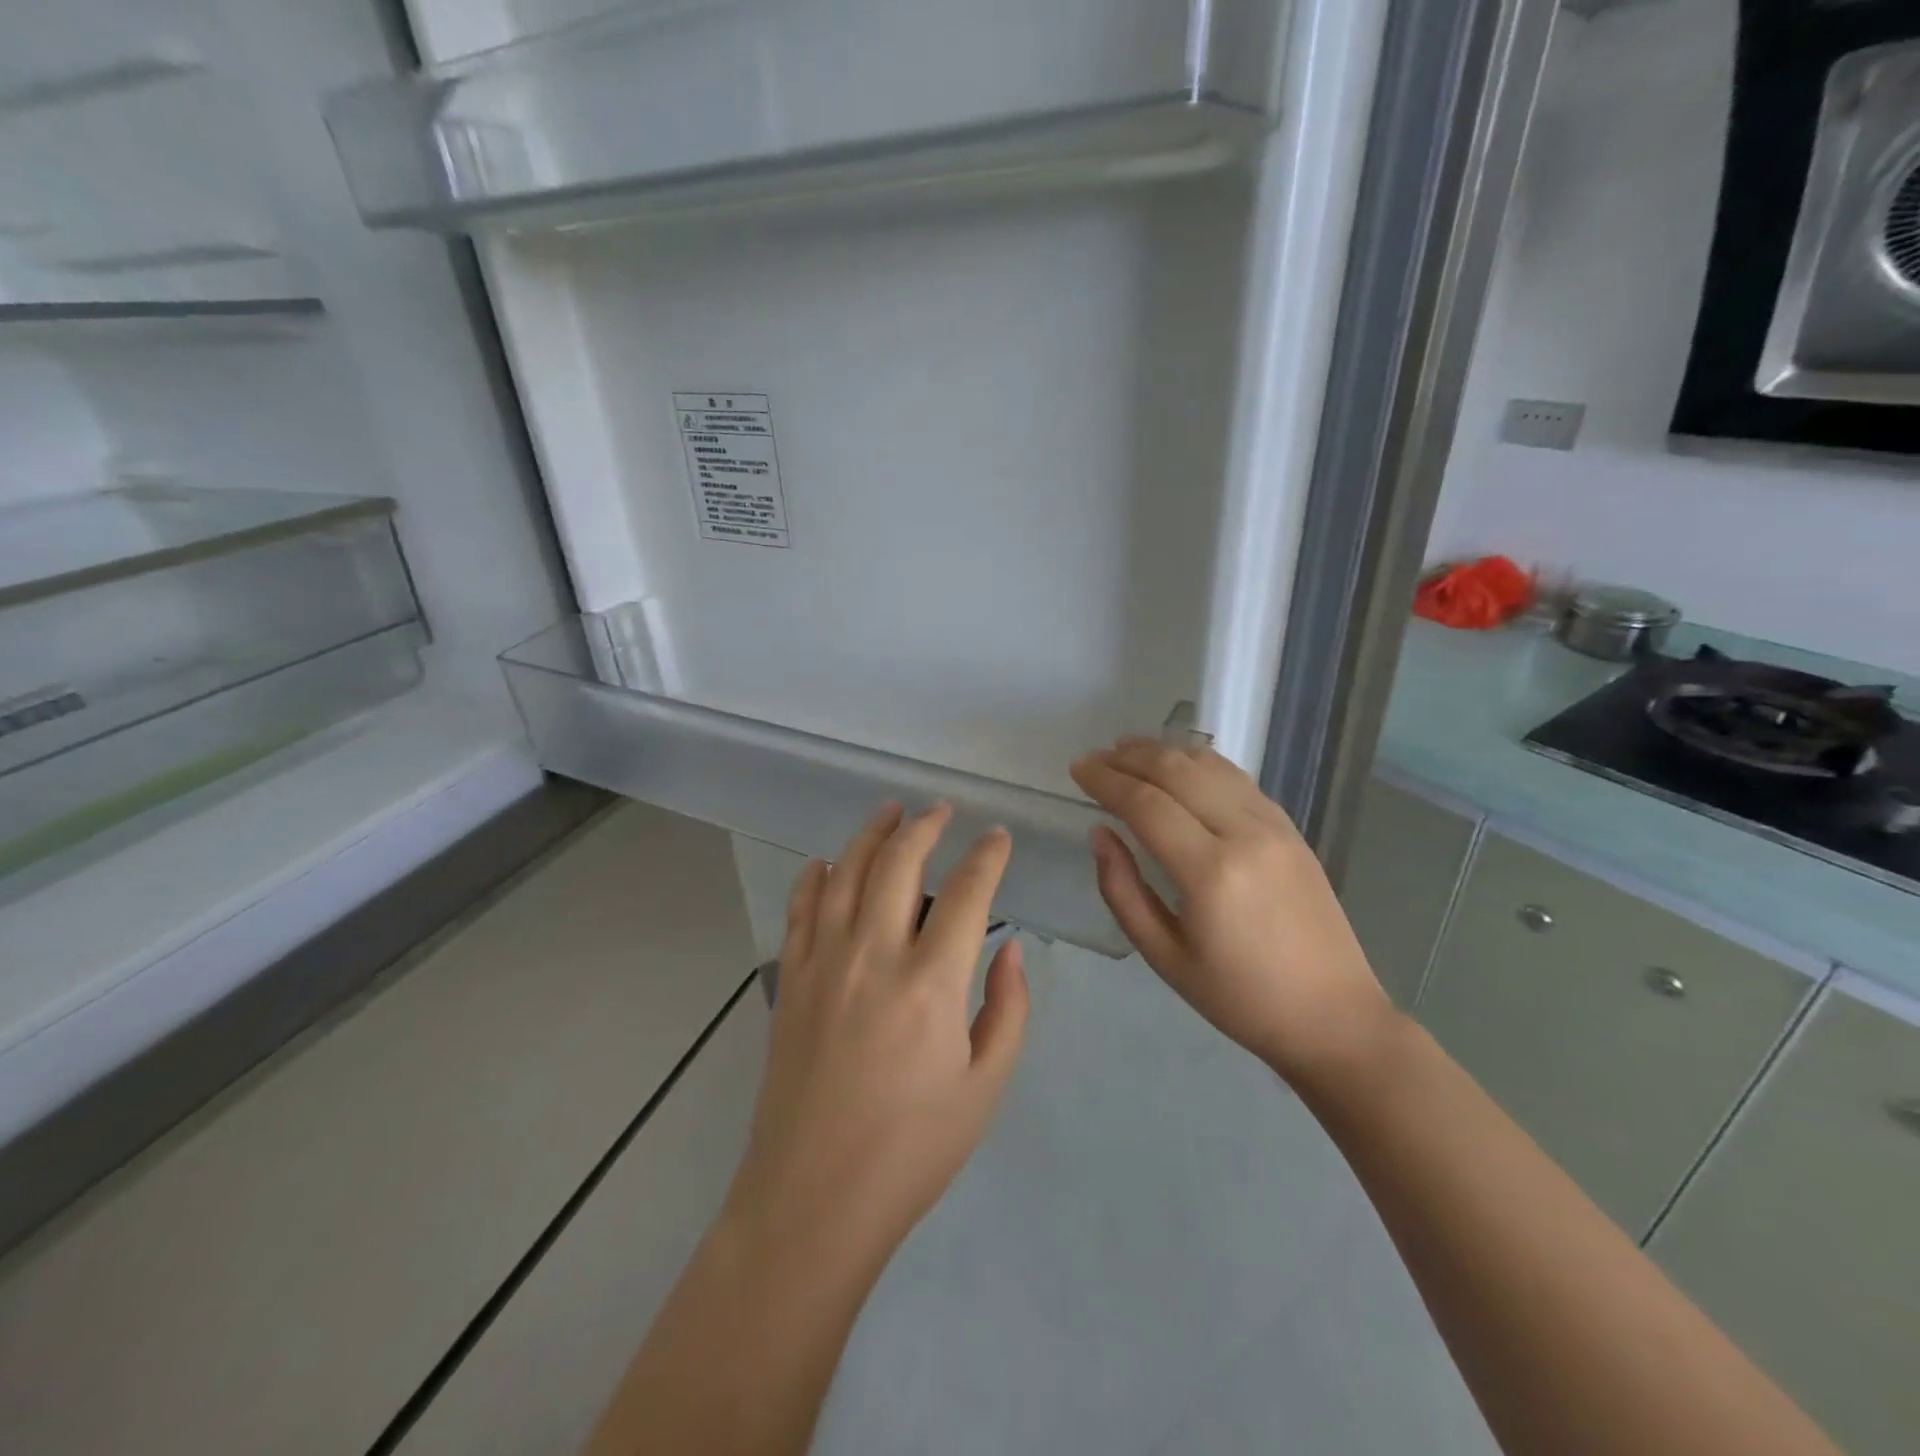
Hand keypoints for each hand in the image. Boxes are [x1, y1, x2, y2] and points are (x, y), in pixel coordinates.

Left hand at [724, 803, 1029, 1275]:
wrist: (813, 1198)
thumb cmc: (911, 1150)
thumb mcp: (984, 1087)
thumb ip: (1007, 1010)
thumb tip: (1009, 950)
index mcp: (931, 983)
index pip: (967, 894)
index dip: (987, 857)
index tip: (997, 837)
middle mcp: (874, 955)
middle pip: (899, 863)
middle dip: (925, 826)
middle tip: (941, 809)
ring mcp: (824, 963)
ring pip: (846, 872)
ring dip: (871, 834)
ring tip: (889, 811)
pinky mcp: (790, 980)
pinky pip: (801, 909)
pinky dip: (815, 877)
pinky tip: (827, 863)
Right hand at [1070, 738, 1394, 1088]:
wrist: (1332, 1015)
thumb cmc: (1239, 998)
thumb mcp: (1164, 956)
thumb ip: (1122, 890)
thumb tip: (1100, 833)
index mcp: (1210, 873)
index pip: (1146, 804)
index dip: (1106, 780)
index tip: (1078, 768)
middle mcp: (1244, 834)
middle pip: (1178, 771)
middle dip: (1130, 756)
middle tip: (1097, 757)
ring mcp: (1274, 826)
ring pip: (1210, 766)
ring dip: (1165, 750)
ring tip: (1128, 749)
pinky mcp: (1291, 829)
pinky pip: (1237, 779)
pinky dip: (1200, 763)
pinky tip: (1179, 765)